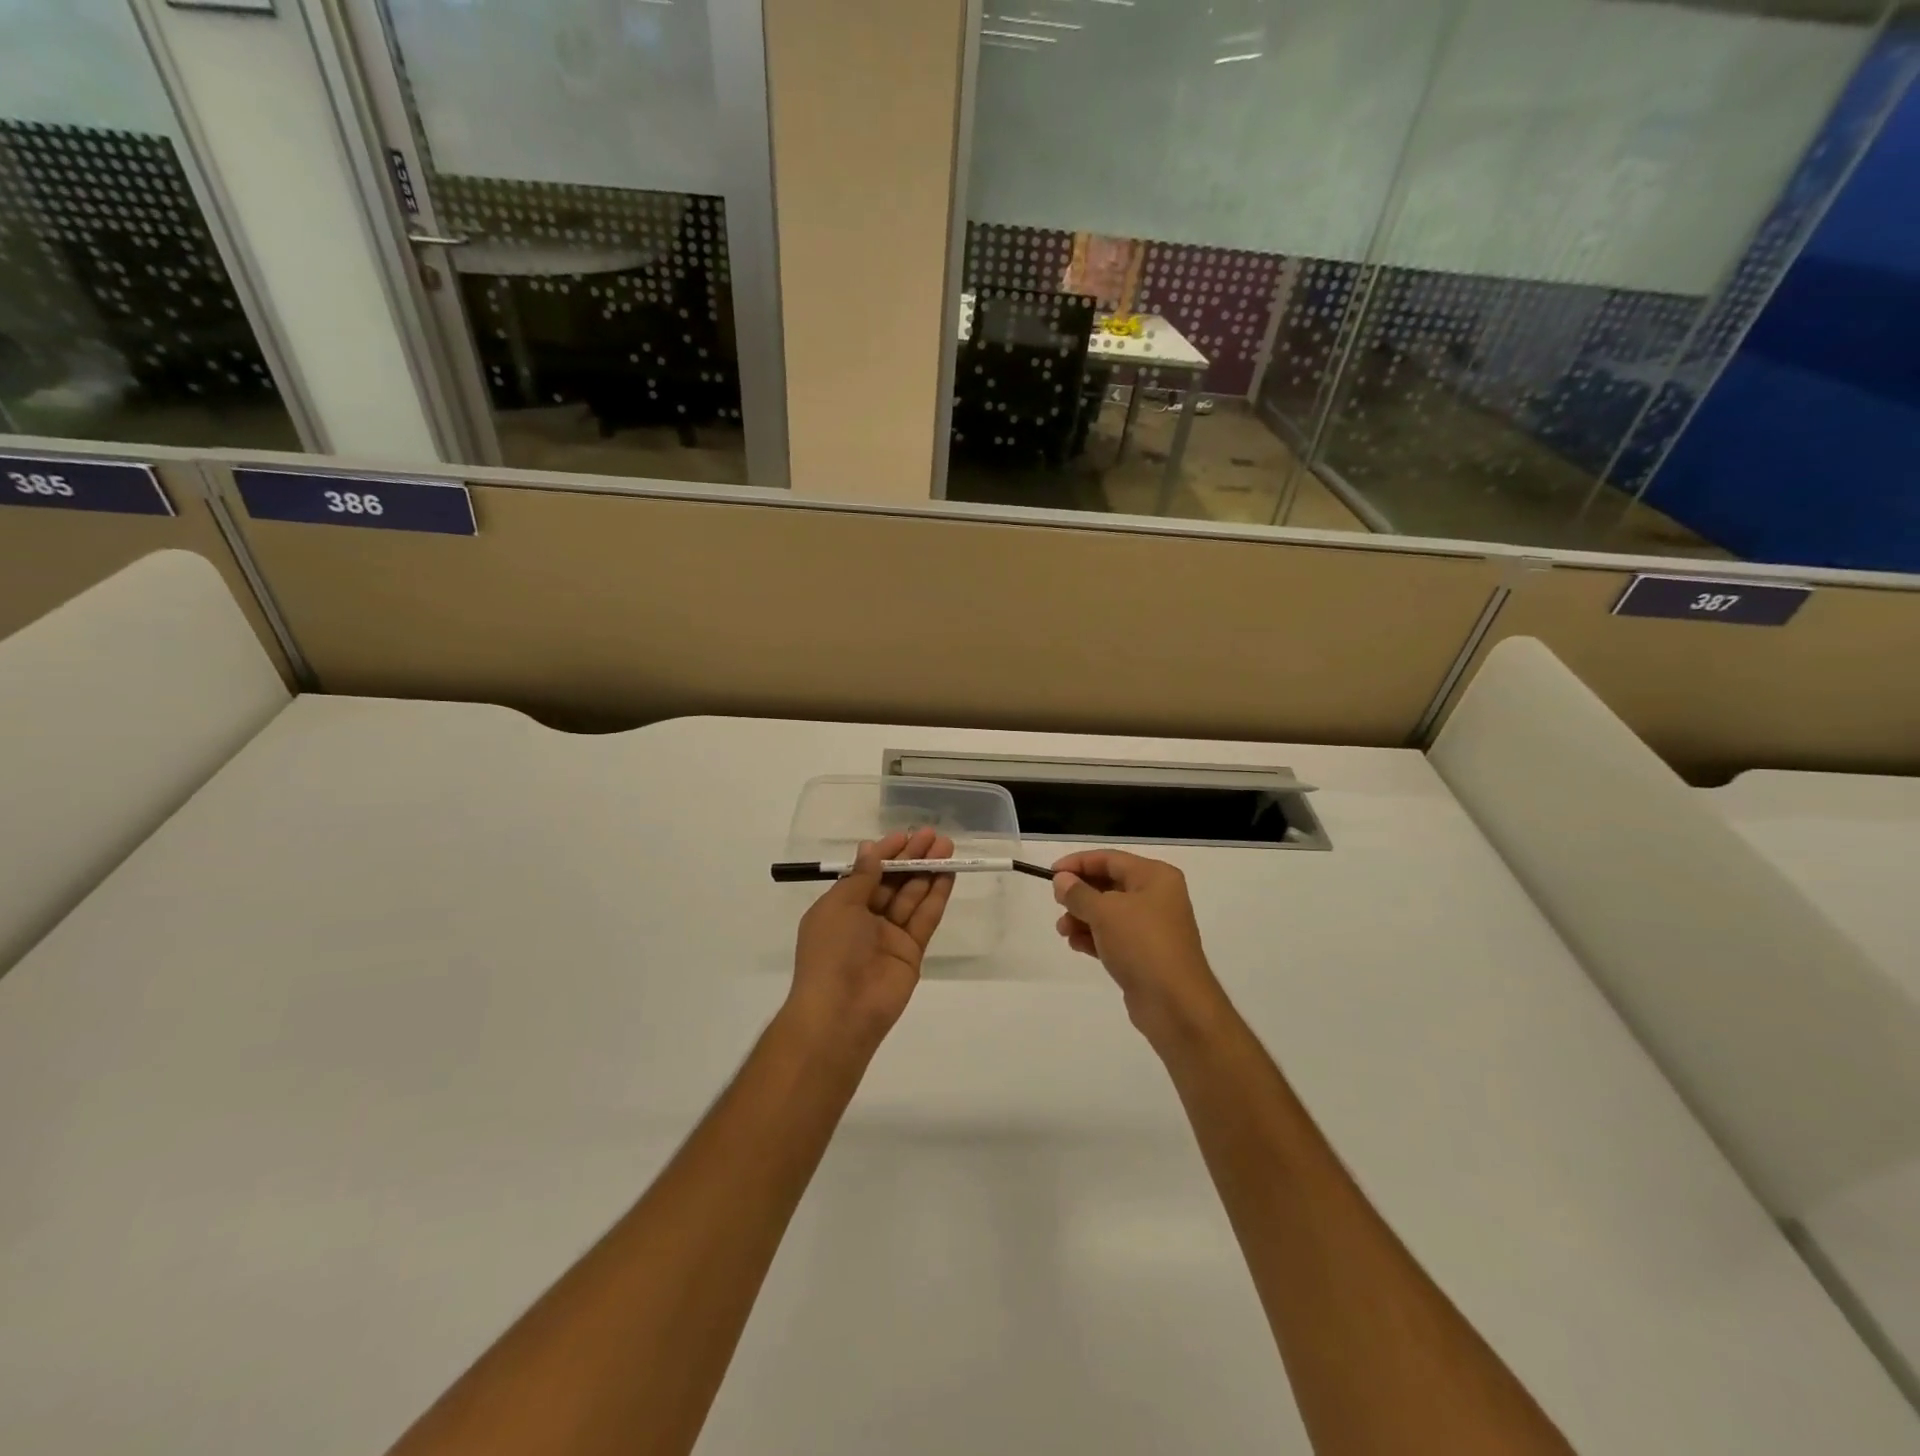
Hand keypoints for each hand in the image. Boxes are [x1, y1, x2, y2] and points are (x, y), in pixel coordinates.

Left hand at [787, 828, 954, 1055]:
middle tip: (934, 836)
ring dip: (928, 871)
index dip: (885, 853)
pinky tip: (948, 873)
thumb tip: (870, 849)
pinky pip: (925, 918)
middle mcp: (865, 919)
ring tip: (947, 847)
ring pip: (912, 896)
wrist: (841, 1012)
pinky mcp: (911, 952)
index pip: (866, 873)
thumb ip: (862, 877)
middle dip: (912, 858)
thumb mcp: (840, 906)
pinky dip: (936, 896)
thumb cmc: (831, 952)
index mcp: (840, 908)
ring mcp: (889, 936)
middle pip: (892, 882)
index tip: (905, 835)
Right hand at [1052, 850, 1228, 1046]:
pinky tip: (1075, 944)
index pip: (1109, 859)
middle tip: (1057, 904)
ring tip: (1063, 930)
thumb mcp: (1104, 912)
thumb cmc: (1141, 944)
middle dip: (1080, 895)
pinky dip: (1094, 937)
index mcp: (1155, 877)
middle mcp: (1157, 896)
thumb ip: (1078, 893)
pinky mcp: (1146, 954)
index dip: (1078, 863)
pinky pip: (1114, 936)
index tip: (1050, 873)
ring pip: (1109, 913)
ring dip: (1083, 918)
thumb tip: (1061, 880)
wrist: (1175, 1004)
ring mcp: (1152, 927)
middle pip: (1109, 885)